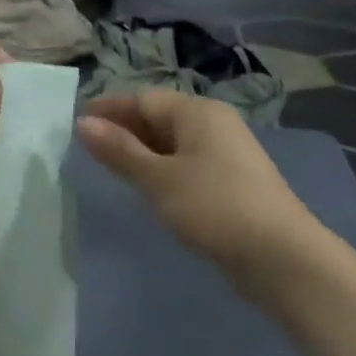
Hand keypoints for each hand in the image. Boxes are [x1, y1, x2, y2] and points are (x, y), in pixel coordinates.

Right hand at [77, 89, 312, 272]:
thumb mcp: (158, 178)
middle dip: (124, 129)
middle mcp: (214, 124)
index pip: (144, 99)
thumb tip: (82, 124)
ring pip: (173, 142)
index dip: (109, 109)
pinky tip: (147, 187)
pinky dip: (161, 169)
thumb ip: (119, 151)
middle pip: (160, 117)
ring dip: (141, 151)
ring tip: (110, 167)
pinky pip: (186, 163)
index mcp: (198, 113)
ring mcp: (226, 154)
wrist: (280, 256)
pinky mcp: (231, 182)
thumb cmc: (214, 206)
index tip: (76, 122)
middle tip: (87, 147)